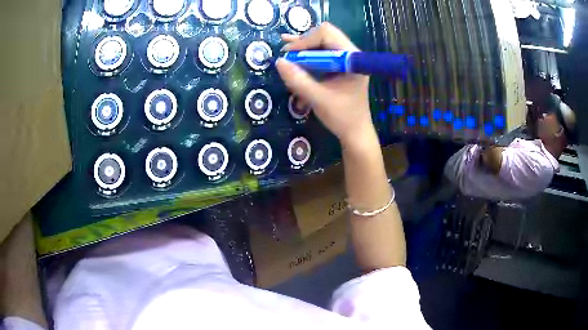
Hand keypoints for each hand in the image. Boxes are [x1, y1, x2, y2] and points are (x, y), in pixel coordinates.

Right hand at [275, 23, 374, 147]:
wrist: (355, 132)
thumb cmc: (342, 117)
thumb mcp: (318, 98)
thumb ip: (298, 80)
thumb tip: (279, 62)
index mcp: (351, 59)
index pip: (327, 34)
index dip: (305, 40)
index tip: (289, 55)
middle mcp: (350, 54)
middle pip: (324, 35)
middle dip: (303, 42)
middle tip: (286, 54)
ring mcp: (345, 59)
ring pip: (321, 43)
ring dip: (303, 48)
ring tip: (286, 52)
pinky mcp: (340, 66)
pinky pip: (322, 53)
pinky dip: (307, 55)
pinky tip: (293, 56)